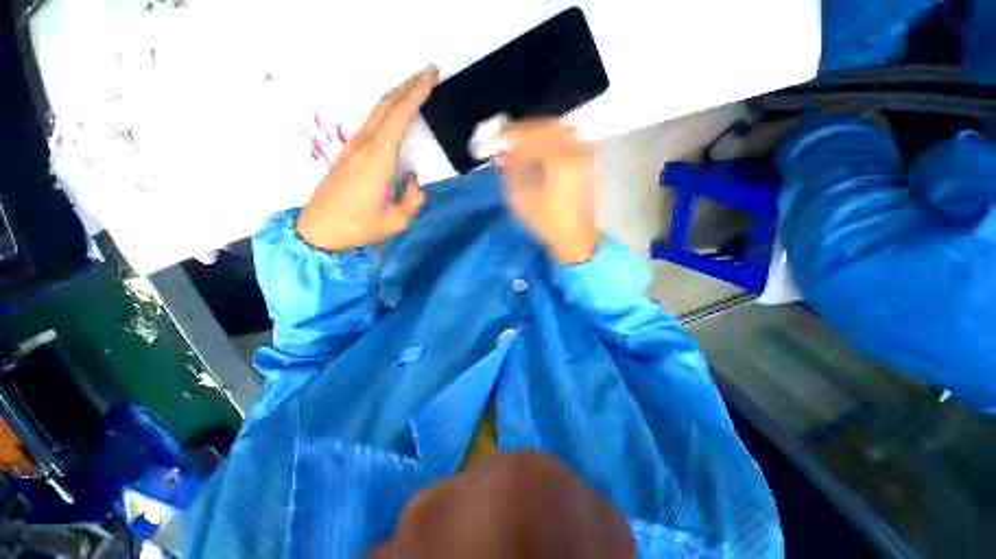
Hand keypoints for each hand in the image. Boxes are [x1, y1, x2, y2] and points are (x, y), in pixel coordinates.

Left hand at [295, 65, 438, 251]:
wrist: (319, 229)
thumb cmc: (358, 226)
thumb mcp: (397, 221)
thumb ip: (412, 198)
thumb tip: (412, 180)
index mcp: (378, 159)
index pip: (400, 116)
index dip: (417, 93)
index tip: (432, 75)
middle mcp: (364, 145)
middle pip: (387, 104)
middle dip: (410, 84)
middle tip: (429, 71)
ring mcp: (354, 146)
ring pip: (378, 110)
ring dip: (398, 94)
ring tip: (417, 87)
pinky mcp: (349, 151)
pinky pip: (372, 121)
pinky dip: (388, 109)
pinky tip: (396, 112)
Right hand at [497, 120, 598, 264]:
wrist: (576, 236)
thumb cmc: (547, 222)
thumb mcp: (520, 200)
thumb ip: (510, 172)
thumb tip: (503, 153)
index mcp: (561, 163)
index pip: (534, 136)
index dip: (513, 134)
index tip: (498, 138)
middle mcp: (578, 152)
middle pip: (549, 127)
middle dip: (525, 131)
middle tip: (508, 138)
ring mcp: (587, 155)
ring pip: (560, 131)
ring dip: (538, 134)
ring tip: (522, 145)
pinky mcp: (589, 161)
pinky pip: (568, 141)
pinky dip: (551, 141)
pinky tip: (539, 151)